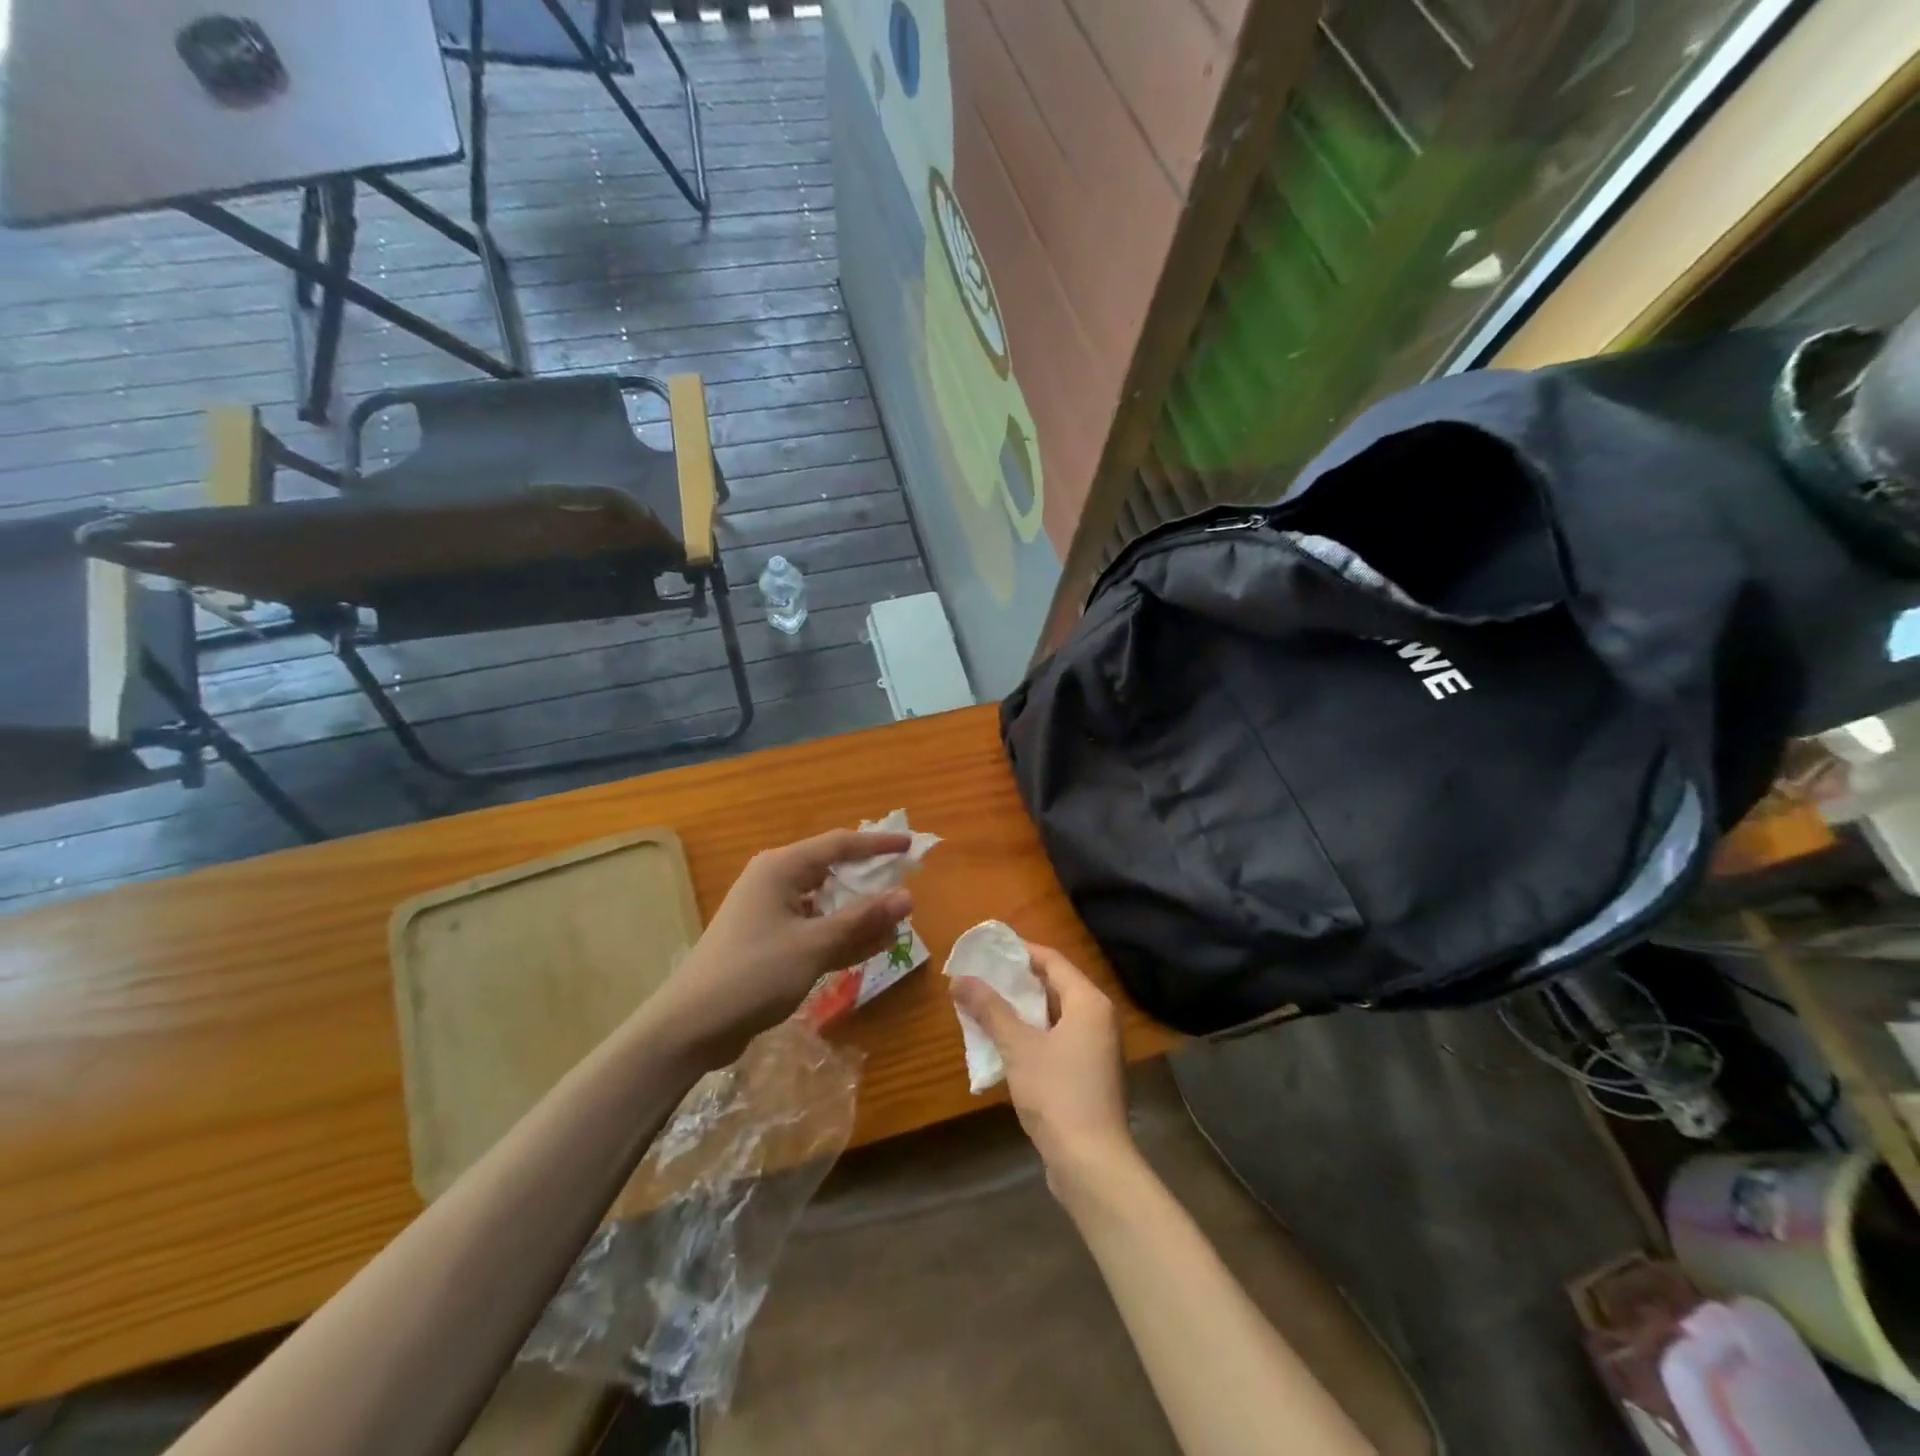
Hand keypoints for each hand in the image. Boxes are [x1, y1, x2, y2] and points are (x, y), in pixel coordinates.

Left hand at [647, 829, 913, 1063]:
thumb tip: (907, 896)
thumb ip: (861, 919)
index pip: (839, 844)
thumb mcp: (813, 945)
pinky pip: (815, 929)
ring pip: (826, 904)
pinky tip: (871, 947)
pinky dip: (841, 936)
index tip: (911, 846)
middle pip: (832, 871)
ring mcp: (771, 913)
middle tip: (906, 888)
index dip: (878, 844)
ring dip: (859, 913)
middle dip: (870, 881)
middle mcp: (776, 882)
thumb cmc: (753, 974)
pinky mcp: (770, 942)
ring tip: (897, 923)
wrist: (690, 1027)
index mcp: (781, 868)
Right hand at [949, 942, 1133, 1194]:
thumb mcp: (1018, 1047)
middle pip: (1056, 986)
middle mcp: (1100, 1019)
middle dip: (1018, 983)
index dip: (1020, 952)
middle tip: (982, 978)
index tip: (989, 950)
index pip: (1053, 961)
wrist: (1092, 1164)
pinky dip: (1035, 1035)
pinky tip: (1007, 1045)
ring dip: (1024, 1011)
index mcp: (1089, 1002)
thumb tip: (959, 979)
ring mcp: (1099, 1049)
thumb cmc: (1057, 1093)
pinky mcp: (1092, 1075)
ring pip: (1057, 1016)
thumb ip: (990, 1010)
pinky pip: (1060, 1040)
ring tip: (987, 1008)